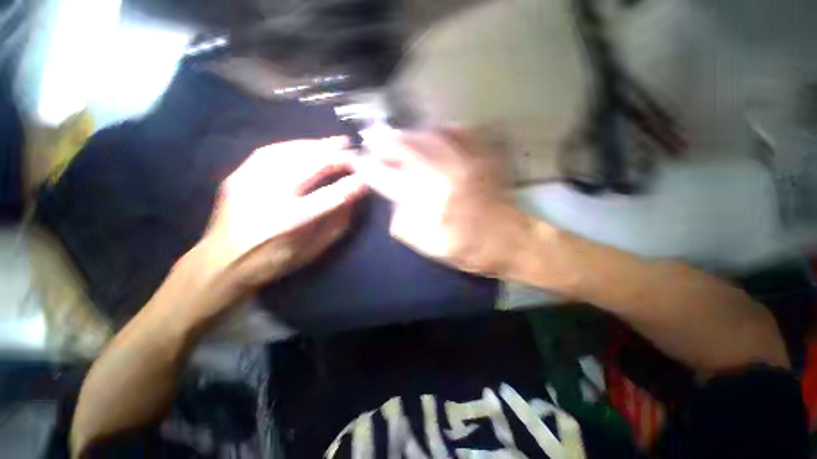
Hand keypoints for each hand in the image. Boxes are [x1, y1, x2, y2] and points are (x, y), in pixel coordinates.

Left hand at [179, 137, 366, 323]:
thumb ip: (336, 223)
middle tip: (353, 150)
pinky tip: (307, 145)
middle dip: (336, 156)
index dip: (352, 184)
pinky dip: (294, 145)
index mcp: (291, 222)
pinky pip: (270, 151)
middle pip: (310, 166)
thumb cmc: (274, 261)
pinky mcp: (238, 175)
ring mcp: (250, 182)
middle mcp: (269, 196)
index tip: (367, 177)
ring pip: (291, 152)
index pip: (331, 196)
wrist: (221, 263)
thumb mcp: (313, 250)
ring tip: (335, 142)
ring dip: (317, 145)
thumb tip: (353, 197)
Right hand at [353, 129, 531, 277]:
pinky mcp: (483, 155)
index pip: (386, 177)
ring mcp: (465, 160)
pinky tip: (432, 130)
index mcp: (428, 200)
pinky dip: (440, 127)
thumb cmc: (469, 249)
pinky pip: (458, 130)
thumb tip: (393, 199)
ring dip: (407, 133)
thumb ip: (403, 223)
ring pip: (428, 134)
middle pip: (405, 147)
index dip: (366, 167)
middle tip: (369, 137)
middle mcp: (444, 173)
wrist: (510, 240)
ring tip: (394, 133)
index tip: (353, 159)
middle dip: (383, 142)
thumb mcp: (428, 246)